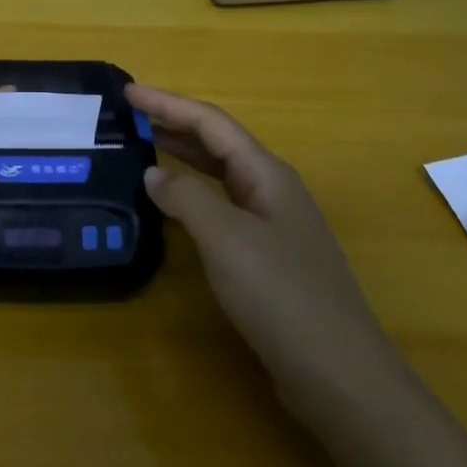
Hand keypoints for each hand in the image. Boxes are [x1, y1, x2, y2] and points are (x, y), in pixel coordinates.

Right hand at [127, 84, 402, 412]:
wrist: (339, 374)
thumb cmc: (281, 295)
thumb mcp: (226, 239)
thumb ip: (186, 198)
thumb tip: (154, 174)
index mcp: (267, 174)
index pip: (210, 123)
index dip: (167, 104)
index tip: (127, 91)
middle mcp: (272, 190)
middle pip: (217, 144)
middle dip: (174, 124)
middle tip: (129, 117)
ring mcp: (273, 224)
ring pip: (220, 176)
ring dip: (183, 157)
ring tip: (143, 147)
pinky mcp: (267, 257)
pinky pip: (222, 208)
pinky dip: (192, 195)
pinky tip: (173, 207)